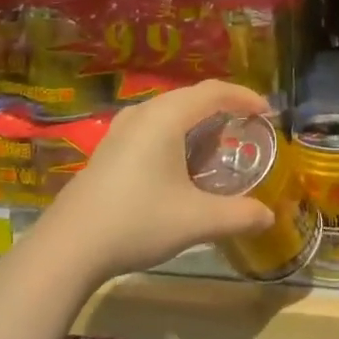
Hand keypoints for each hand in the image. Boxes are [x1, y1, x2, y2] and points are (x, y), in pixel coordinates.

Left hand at [40, 81, 276, 283]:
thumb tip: (269, 217)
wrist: (69, 246)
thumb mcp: (196, 221)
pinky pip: (151, 126)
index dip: (244, 96)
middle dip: (222, 107)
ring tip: (214, 145)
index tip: (267, 112)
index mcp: (166, 118)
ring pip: (167, 111)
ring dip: (195, 121)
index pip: (213, 92)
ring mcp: (120, 130)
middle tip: (245, 127)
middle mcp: (142, 114)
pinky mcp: (108, 149)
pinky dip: (174, 133)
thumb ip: (238, 215)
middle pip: (190, 96)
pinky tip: (177, 164)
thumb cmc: (137, 222)